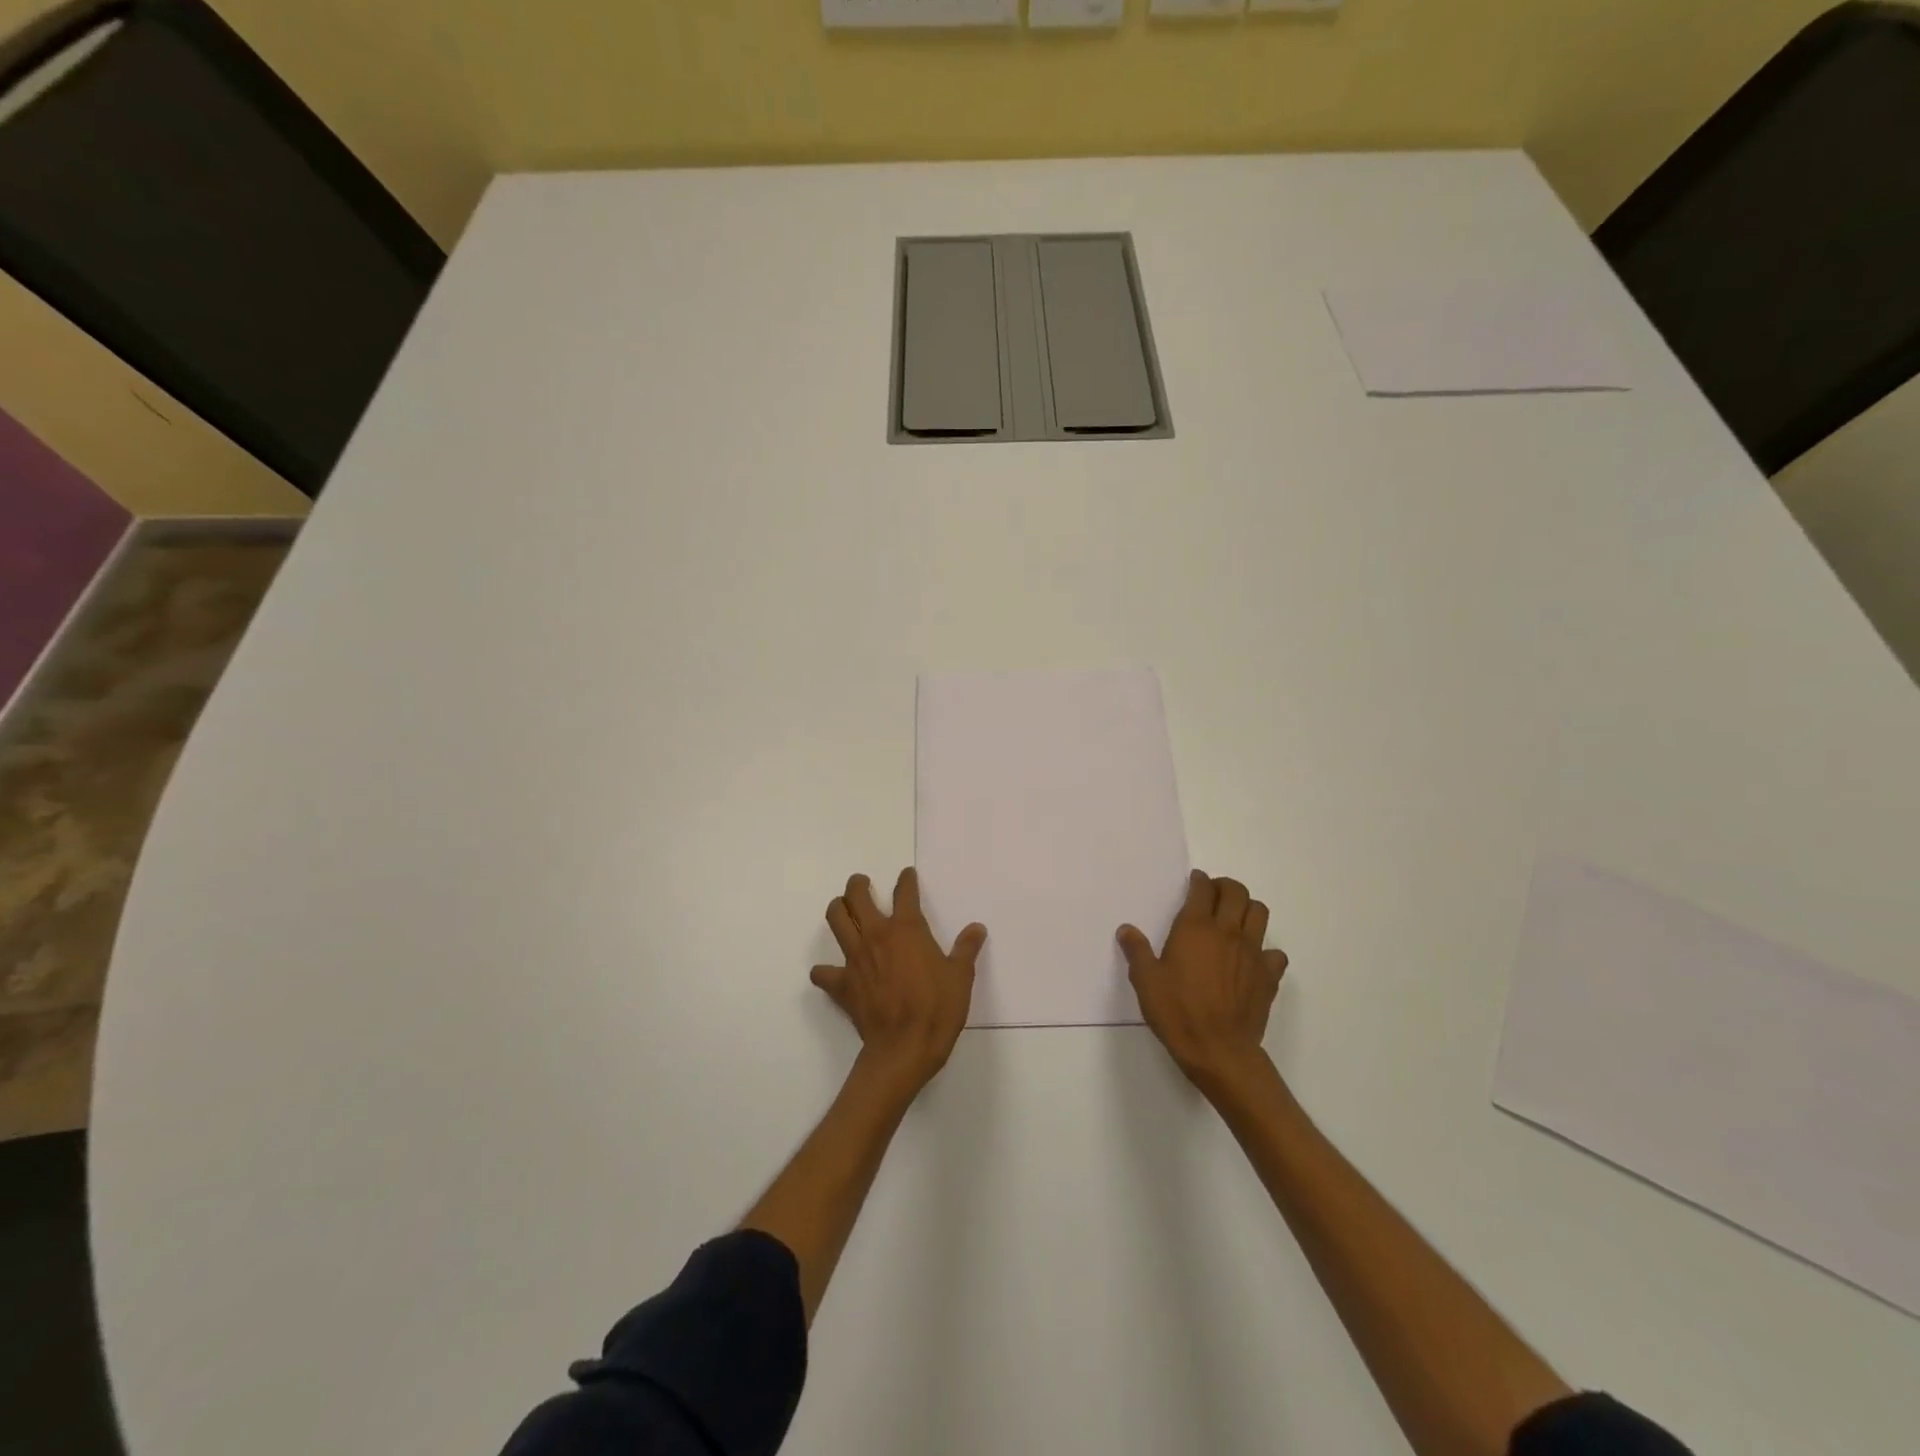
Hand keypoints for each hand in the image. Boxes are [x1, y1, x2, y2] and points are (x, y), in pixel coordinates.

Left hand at [813, 869, 985, 1091]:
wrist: (905, 1048)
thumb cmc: (937, 1008)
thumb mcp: (961, 977)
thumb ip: (966, 949)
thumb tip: (977, 928)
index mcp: (906, 929)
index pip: (904, 892)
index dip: (906, 880)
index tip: (907, 875)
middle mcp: (876, 936)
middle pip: (856, 896)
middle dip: (857, 885)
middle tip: (862, 884)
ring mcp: (855, 959)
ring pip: (836, 920)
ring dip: (838, 909)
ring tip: (843, 909)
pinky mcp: (842, 984)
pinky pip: (824, 972)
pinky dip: (825, 970)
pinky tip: (830, 972)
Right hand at [1120, 870, 1288, 1093]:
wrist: (1219, 1050)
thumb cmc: (1177, 1011)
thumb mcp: (1145, 981)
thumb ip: (1137, 951)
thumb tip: (1126, 930)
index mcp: (1195, 927)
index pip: (1203, 888)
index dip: (1199, 880)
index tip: (1194, 881)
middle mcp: (1227, 932)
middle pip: (1236, 892)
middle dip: (1225, 887)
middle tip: (1213, 895)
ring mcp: (1252, 952)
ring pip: (1260, 913)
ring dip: (1248, 909)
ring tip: (1234, 919)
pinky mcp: (1269, 976)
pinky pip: (1275, 953)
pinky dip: (1266, 950)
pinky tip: (1252, 961)